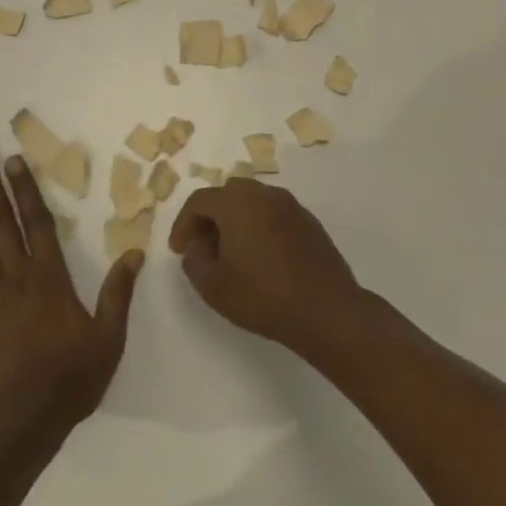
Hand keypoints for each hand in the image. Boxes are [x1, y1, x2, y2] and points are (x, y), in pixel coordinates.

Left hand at [0, 142, 142, 432]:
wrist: (17, 422)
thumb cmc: (68, 381)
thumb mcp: (107, 341)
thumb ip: (118, 295)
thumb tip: (134, 253)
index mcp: (50, 279)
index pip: (37, 222)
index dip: (24, 189)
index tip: (12, 160)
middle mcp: (16, 275)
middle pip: (0, 220)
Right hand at [169, 179, 365, 357]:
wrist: (327, 311)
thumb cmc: (263, 296)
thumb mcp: (213, 286)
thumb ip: (194, 262)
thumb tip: (196, 249)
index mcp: (237, 203)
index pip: (199, 201)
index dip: (183, 224)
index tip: (178, 250)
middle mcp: (264, 195)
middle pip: (227, 194)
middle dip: (210, 217)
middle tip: (203, 246)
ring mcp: (291, 206)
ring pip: (253, 202)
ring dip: (236, 220)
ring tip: (231, 253)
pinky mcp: (310, 222)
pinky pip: (274, 215)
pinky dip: (260, 227)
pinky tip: (261, 257)